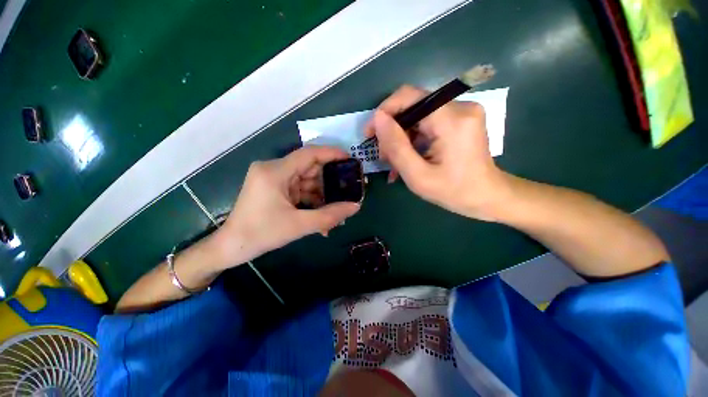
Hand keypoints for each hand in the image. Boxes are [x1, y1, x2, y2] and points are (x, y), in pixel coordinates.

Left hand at [214, 146, 360, 267]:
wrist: (231, 248)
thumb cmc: (261, 234)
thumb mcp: (299, 225)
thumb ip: (330, 216)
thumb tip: (355, 206)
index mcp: (275, 171)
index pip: (309, 154)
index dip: (331, 154)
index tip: (350, 159)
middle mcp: (273, 169)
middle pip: (309, 168)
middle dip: (329, 183)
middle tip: (346, 193)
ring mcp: (273, 178)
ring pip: (306, 181)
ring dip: (321, 196)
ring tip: (335, 211)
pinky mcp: (274, 188)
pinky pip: (299, 189)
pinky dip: (311, 201)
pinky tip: (320, 216)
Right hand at [366, 85, 510, 220]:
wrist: (488, 197)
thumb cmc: (454, 192)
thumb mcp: (418, 176)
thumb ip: (396, 146)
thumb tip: (378, 119)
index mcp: (451, 120)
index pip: (408, 97)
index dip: (384, 112)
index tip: (370, 134)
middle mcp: (460, 107)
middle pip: (412, 107)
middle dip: (392, 130)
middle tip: (384, 156)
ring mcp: (462, 112)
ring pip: (417, 116)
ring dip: (401, 138)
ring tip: (394, 162)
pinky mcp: (461, 119)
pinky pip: (428, 123)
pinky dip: (414, 139)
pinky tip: (408, 157)